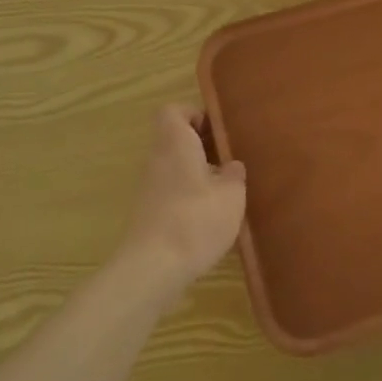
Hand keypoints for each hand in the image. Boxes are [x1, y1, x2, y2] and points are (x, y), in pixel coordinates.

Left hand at [118, 104, 246, 296]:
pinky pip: (169, 191)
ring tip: (223, 191)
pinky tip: (208, 217)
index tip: (216, 131)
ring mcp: (148, 187)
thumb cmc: (196, 219)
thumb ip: (234, 175)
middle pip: (174, 139)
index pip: (173, 111)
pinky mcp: (147, 213)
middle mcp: (157, 159)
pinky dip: (187, 196)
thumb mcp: (231, 195)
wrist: (152, 269)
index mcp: (175, 143)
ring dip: (195, 173)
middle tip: (228, 160)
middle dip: (200, 146)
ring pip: (173, 166)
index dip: (194, 115)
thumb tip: (231, 166)